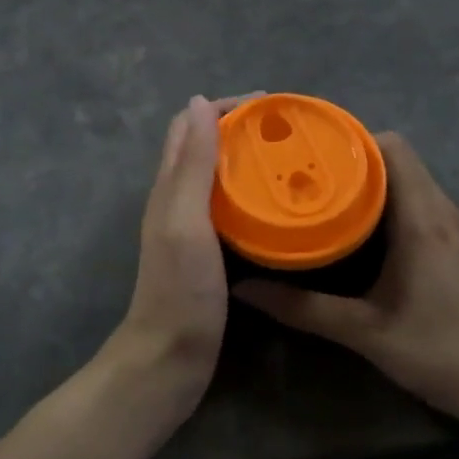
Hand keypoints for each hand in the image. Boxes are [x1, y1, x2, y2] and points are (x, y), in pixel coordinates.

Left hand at [96, 94, 258, 425]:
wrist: (170, 357)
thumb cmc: (180, 288)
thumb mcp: (186, 219)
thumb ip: (193, 163)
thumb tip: (198, 101)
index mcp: (169, 186)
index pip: (191, 126)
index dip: (225, 107)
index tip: (269, 105)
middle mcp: (177, 199)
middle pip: (205, 147)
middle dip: (240, 129)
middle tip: (287, 131)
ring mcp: (191, 227)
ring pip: (219, 177)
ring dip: (247, 160)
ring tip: (289, 159)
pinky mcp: (208, 252)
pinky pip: (230, 208)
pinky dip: (251, 194)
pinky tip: (277, 205)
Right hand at [234, 132, 458, 436]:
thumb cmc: (441, 352)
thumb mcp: (365, 332)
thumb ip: (303, 309)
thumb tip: (244, 290)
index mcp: (422, 219)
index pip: (391, 147)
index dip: (349, 140)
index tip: (307, 152)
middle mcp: (440, 210)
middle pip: (395, 156)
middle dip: (349, 158)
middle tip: (303, 174)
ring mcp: (452, 225)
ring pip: (406, 178)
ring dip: (367, 179)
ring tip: (320, 193)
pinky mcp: (454, 242)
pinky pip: (415, 199)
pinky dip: (384, 199)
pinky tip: (354, 226)